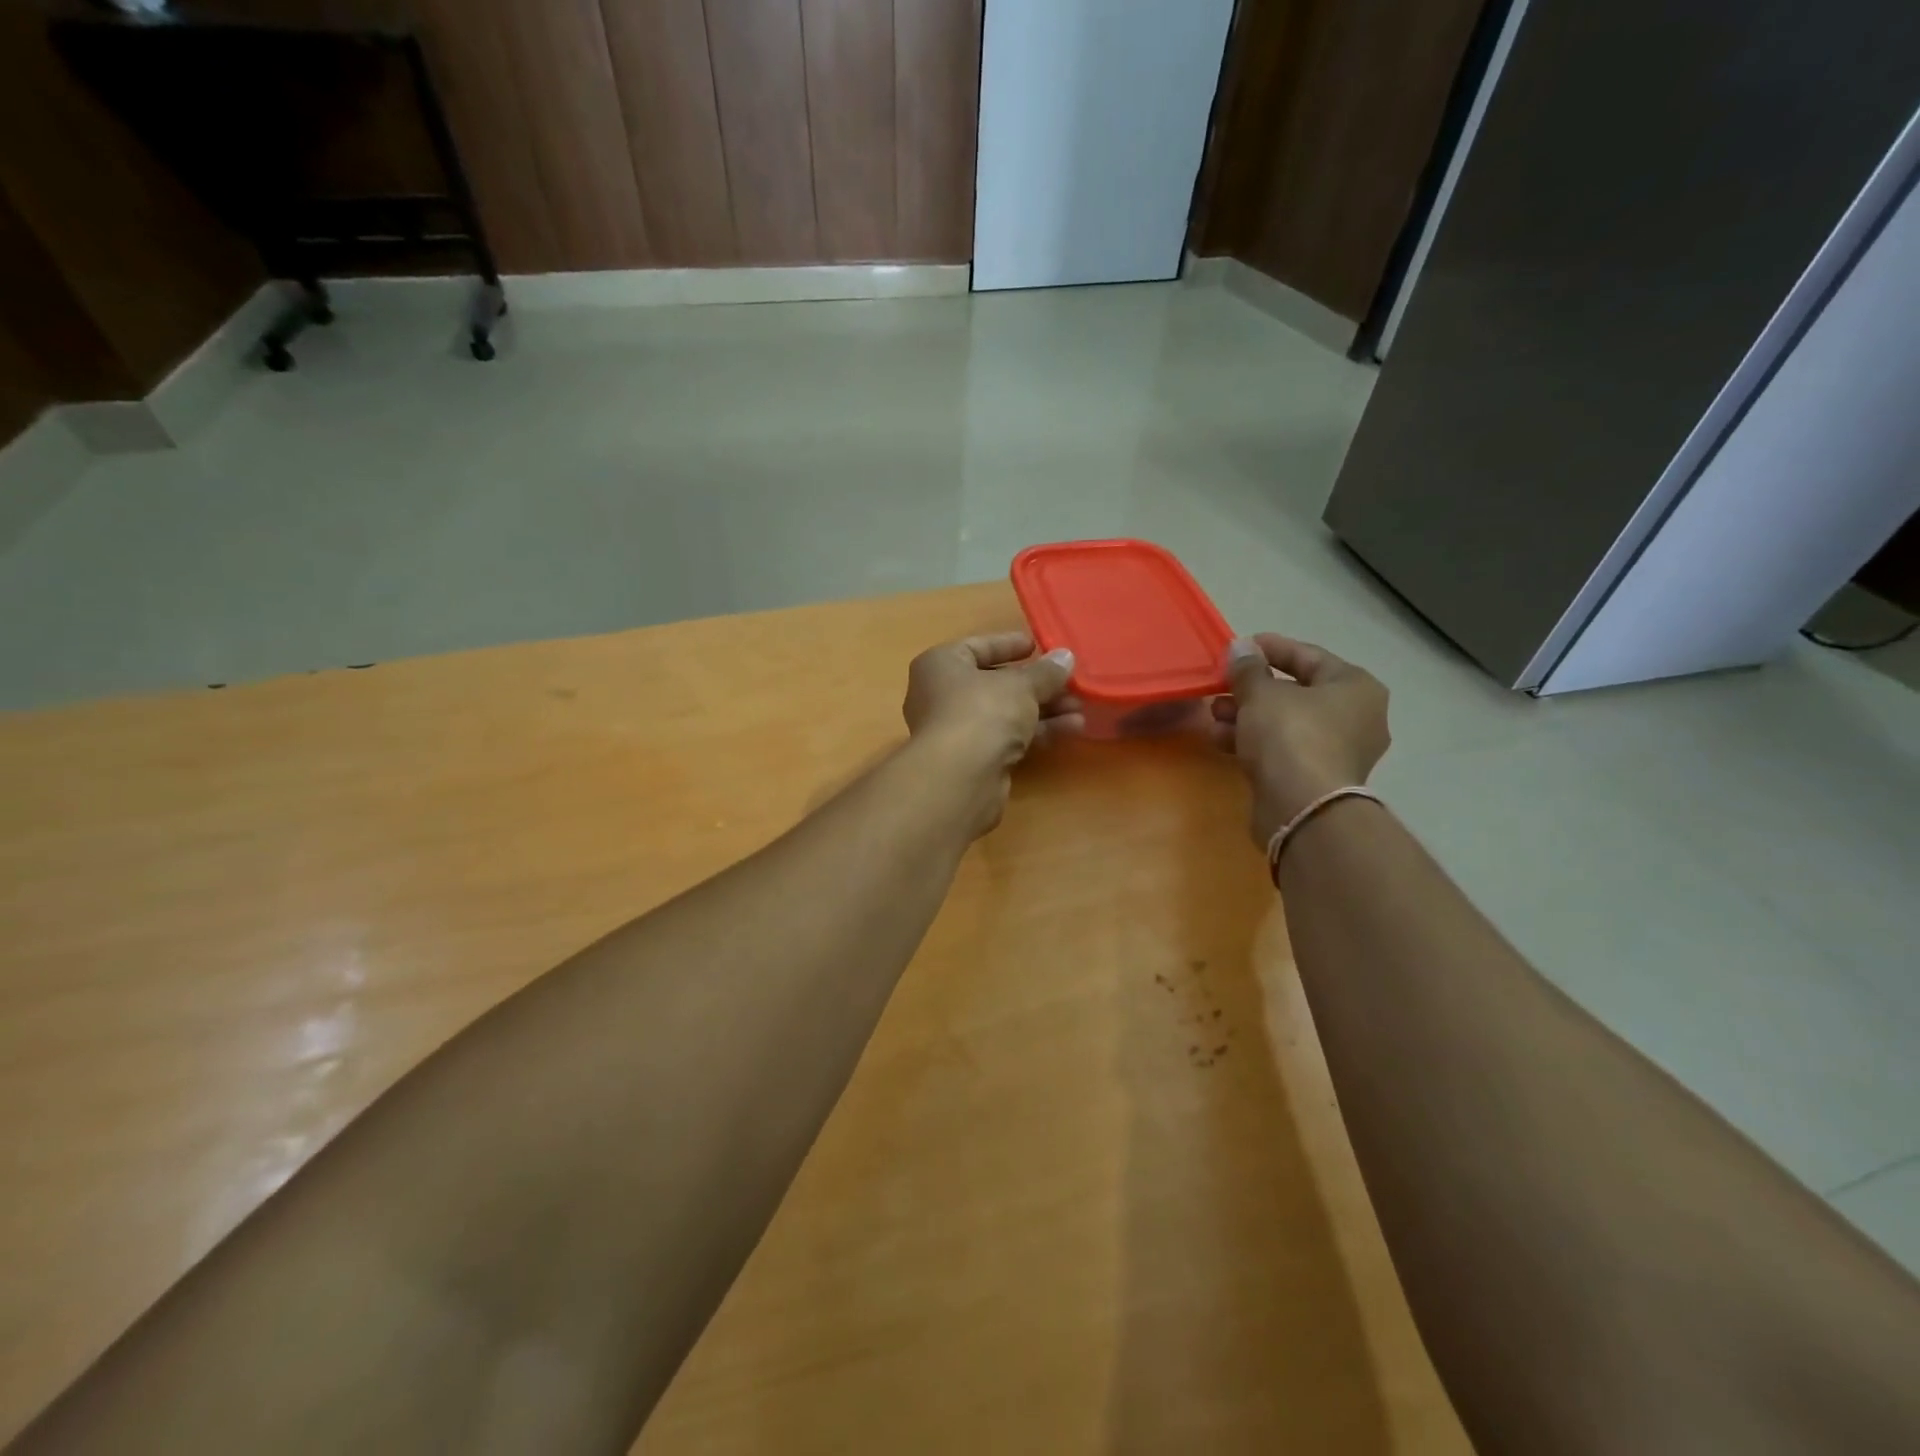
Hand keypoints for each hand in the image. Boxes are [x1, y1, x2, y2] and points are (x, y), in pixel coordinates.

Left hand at [903, 632, 1080, 833]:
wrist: (961, 777)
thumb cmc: (982, 711)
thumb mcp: (1021, 685)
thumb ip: (1045, 672)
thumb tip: (1066, 657)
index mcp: (941, 665)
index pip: (975, 647)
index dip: (1007, 645)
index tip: (1037, 646)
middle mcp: (941, 695)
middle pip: (994, 683)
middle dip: (1035, 684)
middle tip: (1069, 682)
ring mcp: (956, 730)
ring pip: (1005, 713)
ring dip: (1042, 710)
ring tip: (1079, 708)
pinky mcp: (972, 760)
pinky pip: (1007, 738)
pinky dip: (1036, 732)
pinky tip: (1071, 729)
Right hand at [1212, 634, 1390, 846]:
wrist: (1303, 808)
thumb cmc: (1290, 736)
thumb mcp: (1261, 694)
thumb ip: (1248, 668)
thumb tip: (1241, 647)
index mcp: (1355, 687)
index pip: (1309, 656)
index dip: (1270, 648)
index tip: (1238, 647)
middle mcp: (1356, 717)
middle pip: (1296, 692)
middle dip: (1253, 688)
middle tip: (1221, 685)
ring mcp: (1339, 751)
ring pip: (1286, 723)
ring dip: (1248, 716)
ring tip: (1214, 715)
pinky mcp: (1317, 779)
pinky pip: (1283, 749)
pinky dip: (1255, 742)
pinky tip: (1222, 740)